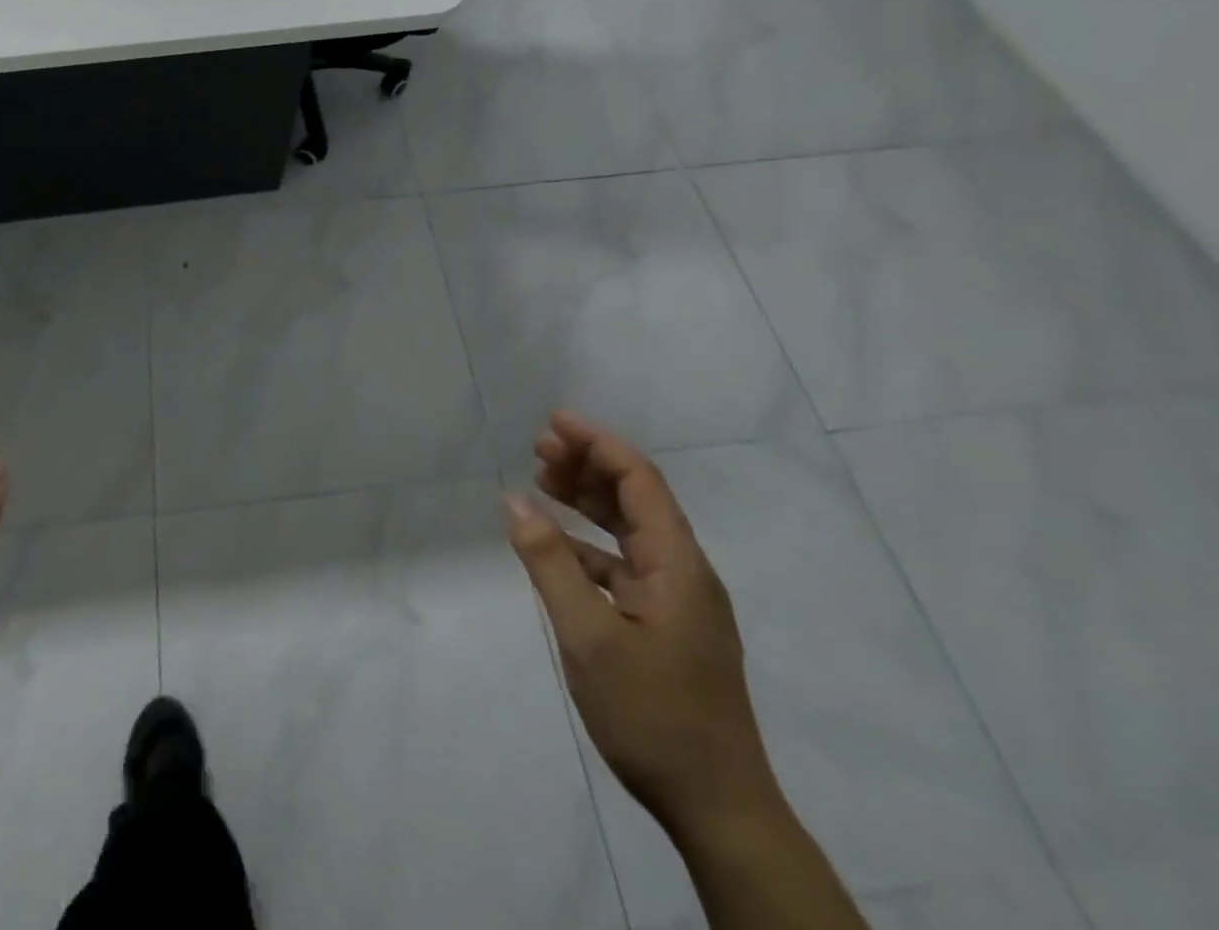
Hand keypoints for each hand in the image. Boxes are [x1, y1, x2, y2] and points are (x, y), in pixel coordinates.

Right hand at [505, 412, 778, 842]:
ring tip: (542, 479)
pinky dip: (589, 545)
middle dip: (588, 466)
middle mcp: (684, 571)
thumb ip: (550, 564)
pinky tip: (555, 546)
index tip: (553, 422)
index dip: (597, 443)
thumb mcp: (588, 635)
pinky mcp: (667, 626)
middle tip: (538, 448)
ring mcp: (678, 601)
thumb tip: (514, 501)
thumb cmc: (652, 715)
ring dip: (588, 501)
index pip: (639, 479)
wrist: (718, 810)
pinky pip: (624, 565)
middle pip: (636, 498)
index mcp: (678, 564)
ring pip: (629, 530)